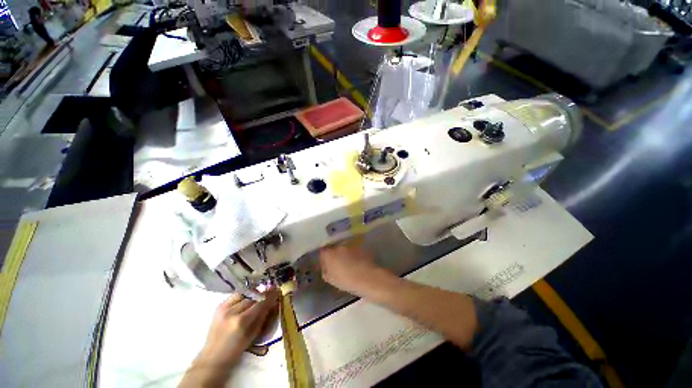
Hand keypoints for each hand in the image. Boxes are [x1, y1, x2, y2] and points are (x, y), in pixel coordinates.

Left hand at [199, 291, 278, 365]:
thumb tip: (274, 302)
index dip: (270, 296)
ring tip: (256, 298)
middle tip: (268, 295)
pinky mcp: (219, 306)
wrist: (213, 356)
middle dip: (261, 295)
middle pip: (252, 297)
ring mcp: (224, 308)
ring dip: (252, 295)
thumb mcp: (254, 334)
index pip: (260, 303)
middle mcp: (232, 312)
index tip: (277, 291)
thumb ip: (264, 316)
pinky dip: (242, 296)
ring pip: (244, 294)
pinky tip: (245, 300)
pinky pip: (235, 295)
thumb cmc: (236, 349)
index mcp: (242, 321)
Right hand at [320, 241, 382, 293]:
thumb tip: (326, 266)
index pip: (323, 252)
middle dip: (335, 256)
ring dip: (345, 256)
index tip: (327, 266)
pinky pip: (354, 252)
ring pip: (344, 250)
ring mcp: (351, 246)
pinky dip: (354, 256)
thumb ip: (325, 270)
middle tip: (338, 267)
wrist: (367, 278)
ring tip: (349, 266)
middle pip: (334, 249)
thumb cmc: (346, 280)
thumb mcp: (330, 279)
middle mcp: (339, 246)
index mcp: (329, 253)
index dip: (324, 259)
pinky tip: (357, 265)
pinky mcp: (360, 248)